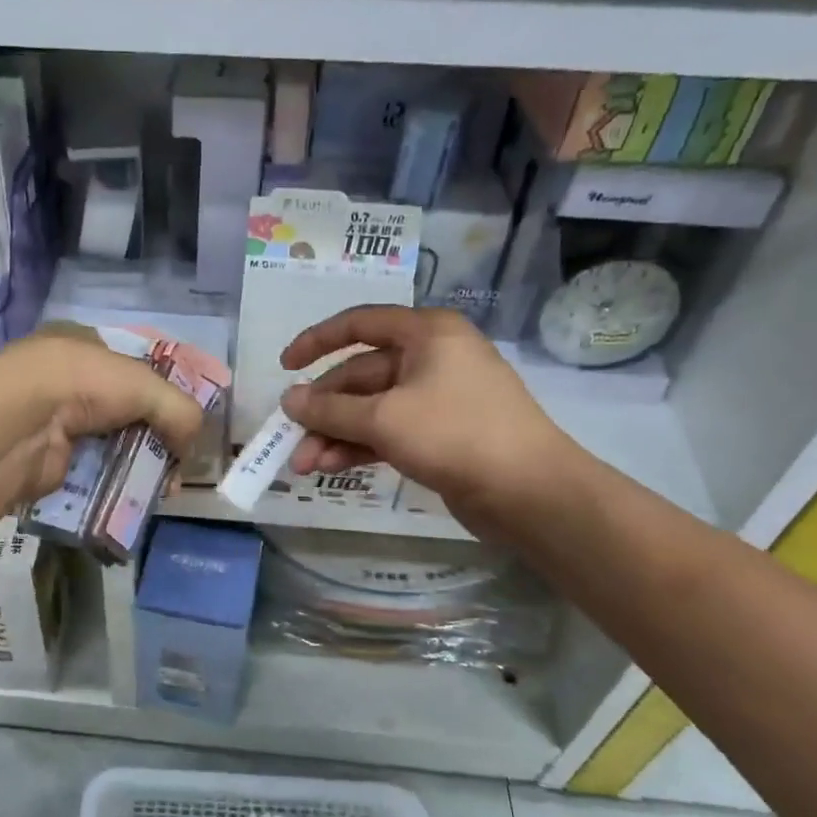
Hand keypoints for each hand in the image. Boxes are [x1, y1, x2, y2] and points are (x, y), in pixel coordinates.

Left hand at [0, 328, 207, 504]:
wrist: (20, 426)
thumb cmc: (82, 384)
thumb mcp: (145, 384)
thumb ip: (180, 410)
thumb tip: (189, 447)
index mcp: (83, 344)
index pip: (133, 366)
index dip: (163, 391)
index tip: (186, 420)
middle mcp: (67, 378)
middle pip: (126, 408)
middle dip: (155, 434)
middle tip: (178, 460)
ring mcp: (55, 419)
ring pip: (111, 442)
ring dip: (139, 463)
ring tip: (163, 485)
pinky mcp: (50, 458)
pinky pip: (94, 471)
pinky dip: (116, 482)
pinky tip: (136, 495)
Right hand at [280, 306, 575, 523]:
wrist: (530, 492)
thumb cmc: (456, 434)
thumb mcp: (384, 419)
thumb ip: (331, 410)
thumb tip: (289, 400)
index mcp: (426, 333)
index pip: (359, 323)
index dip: (317, 341)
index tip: (285, 366)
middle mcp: (432, 358)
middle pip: (361, 375)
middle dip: (324, 410)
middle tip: (291, 441)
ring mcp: (437, 397)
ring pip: (372, 408)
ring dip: (336, 434)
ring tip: (305, 466)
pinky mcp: (440, 434)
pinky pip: (388, 431)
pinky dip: (359, 447)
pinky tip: (331, 467)